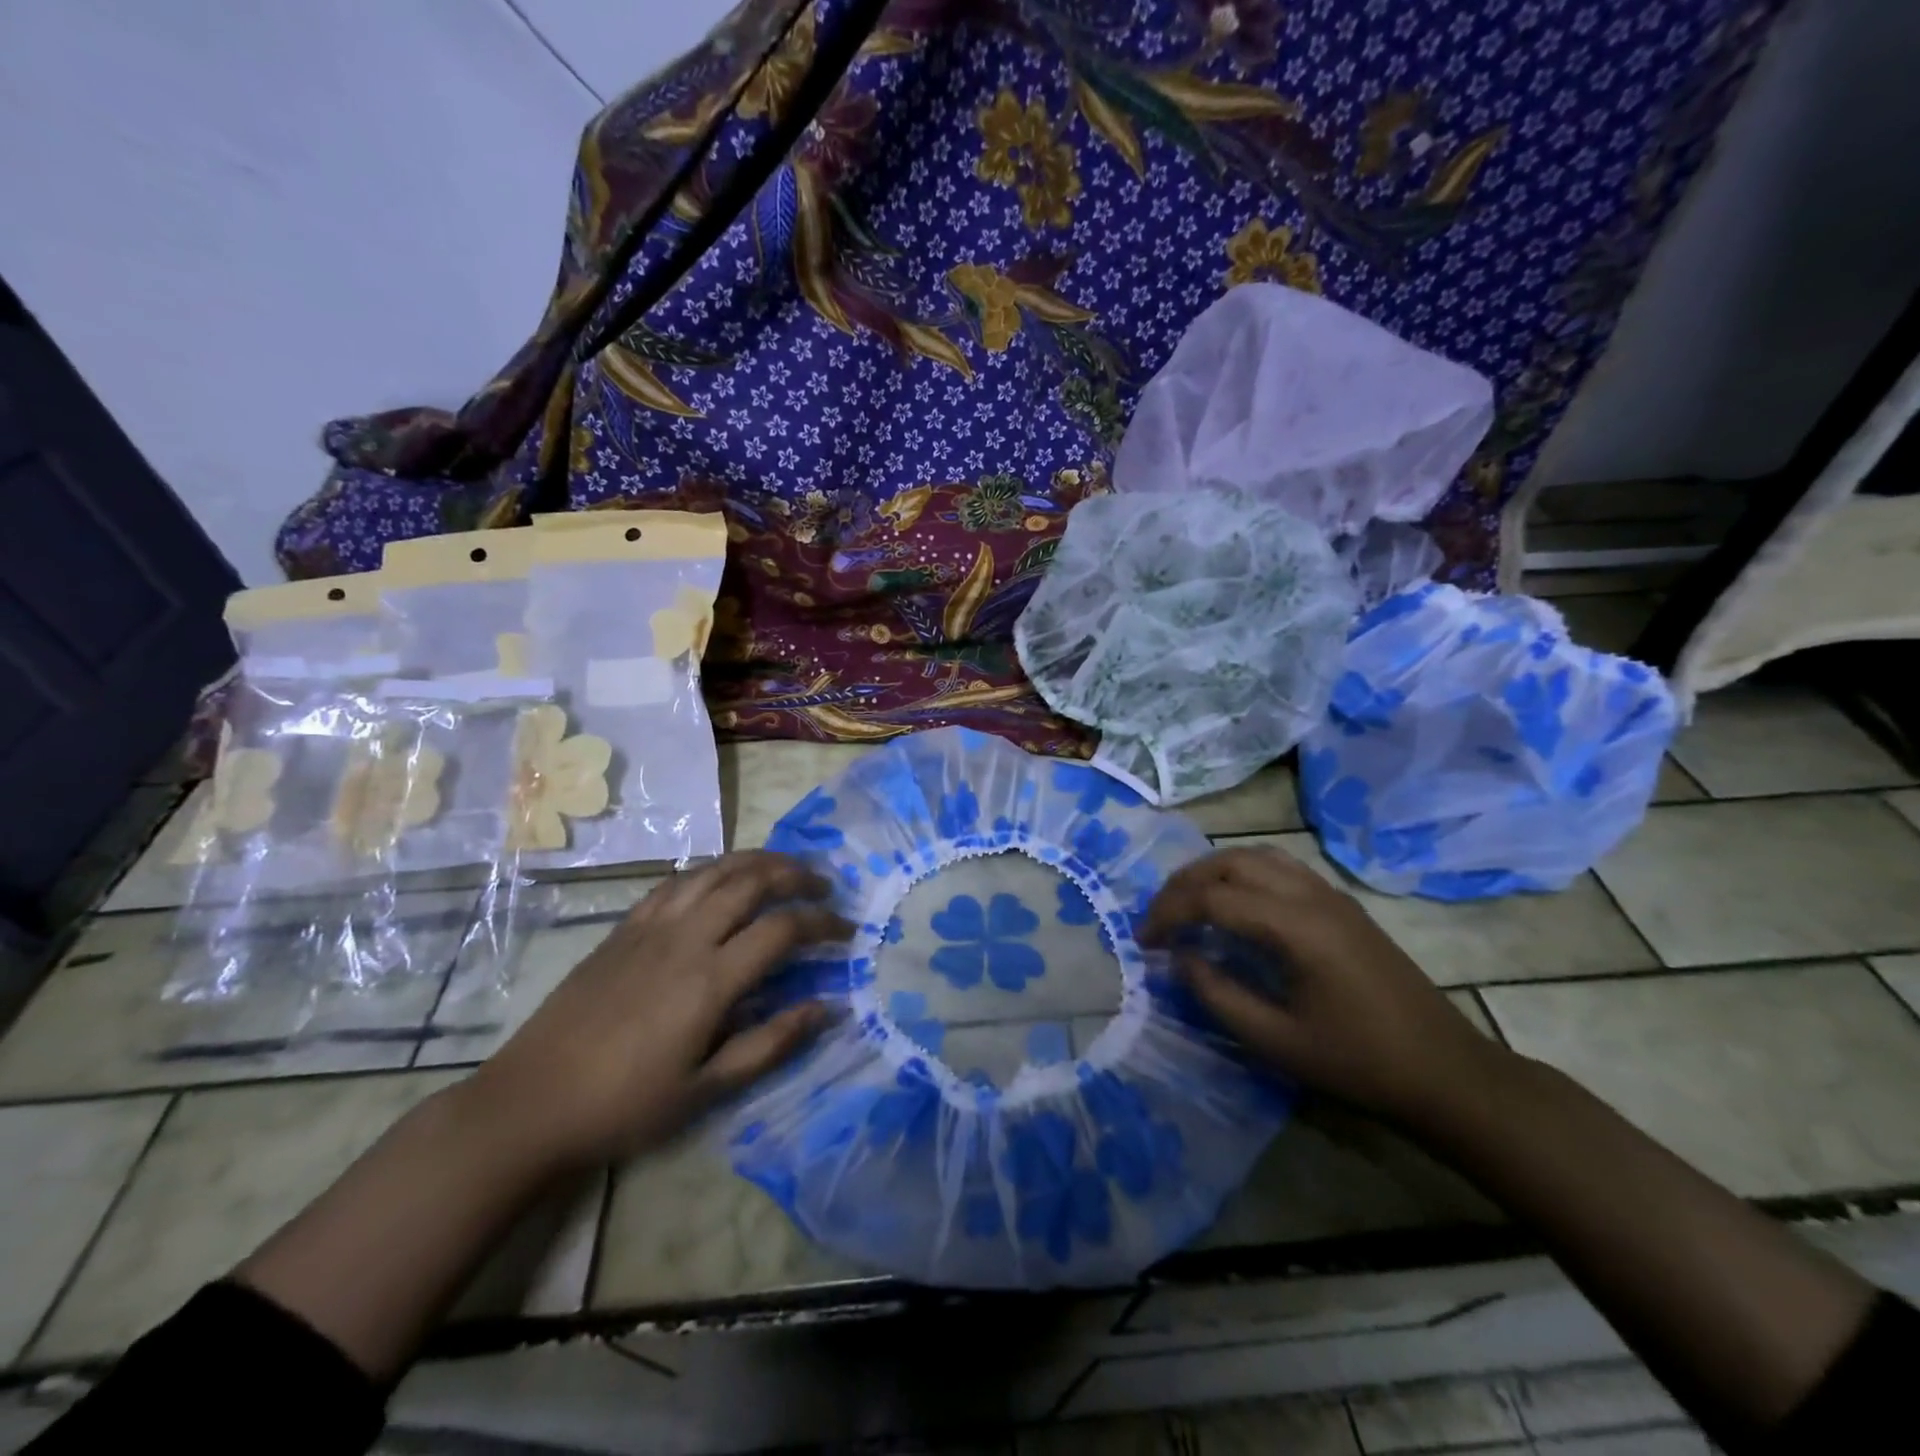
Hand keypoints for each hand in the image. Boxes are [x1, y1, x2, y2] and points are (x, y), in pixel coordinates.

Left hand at [465, 851, 847, 1173]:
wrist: (532, 1101)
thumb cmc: (625, 1104)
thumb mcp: (705, 1090)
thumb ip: (770, 1044)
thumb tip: (826, 1008)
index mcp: (709, 979)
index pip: (782, 929)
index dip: (822, 923)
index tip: (846, 931)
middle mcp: (685, 938)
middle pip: (751, 881)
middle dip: (795, 875)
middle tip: (822, 886)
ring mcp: (650, 926)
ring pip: (714, 870)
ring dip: (756, 861)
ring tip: (784, 867)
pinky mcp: (624, 927)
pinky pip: (677, 881)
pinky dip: (711, 869)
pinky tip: (722, 878)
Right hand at [1141, 844, 1510, 1129]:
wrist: (1446, 1072)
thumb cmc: (1358, 1063)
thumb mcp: (1276, 1042)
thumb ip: (1217, 995)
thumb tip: (1181, 958)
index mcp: (1295, 927)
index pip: (1212, 898)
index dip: (1168, 914)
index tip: (1144, 942)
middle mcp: (1310, 895)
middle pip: (1229, 864)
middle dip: (1183, 885)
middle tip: (1159, 919)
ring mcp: (1330, 895)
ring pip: (1255, 856)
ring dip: (1212, 872)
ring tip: (1187, 903)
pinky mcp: (1341, 904)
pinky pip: (1279, 867)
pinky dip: (1242, 874)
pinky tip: (1234, 904)